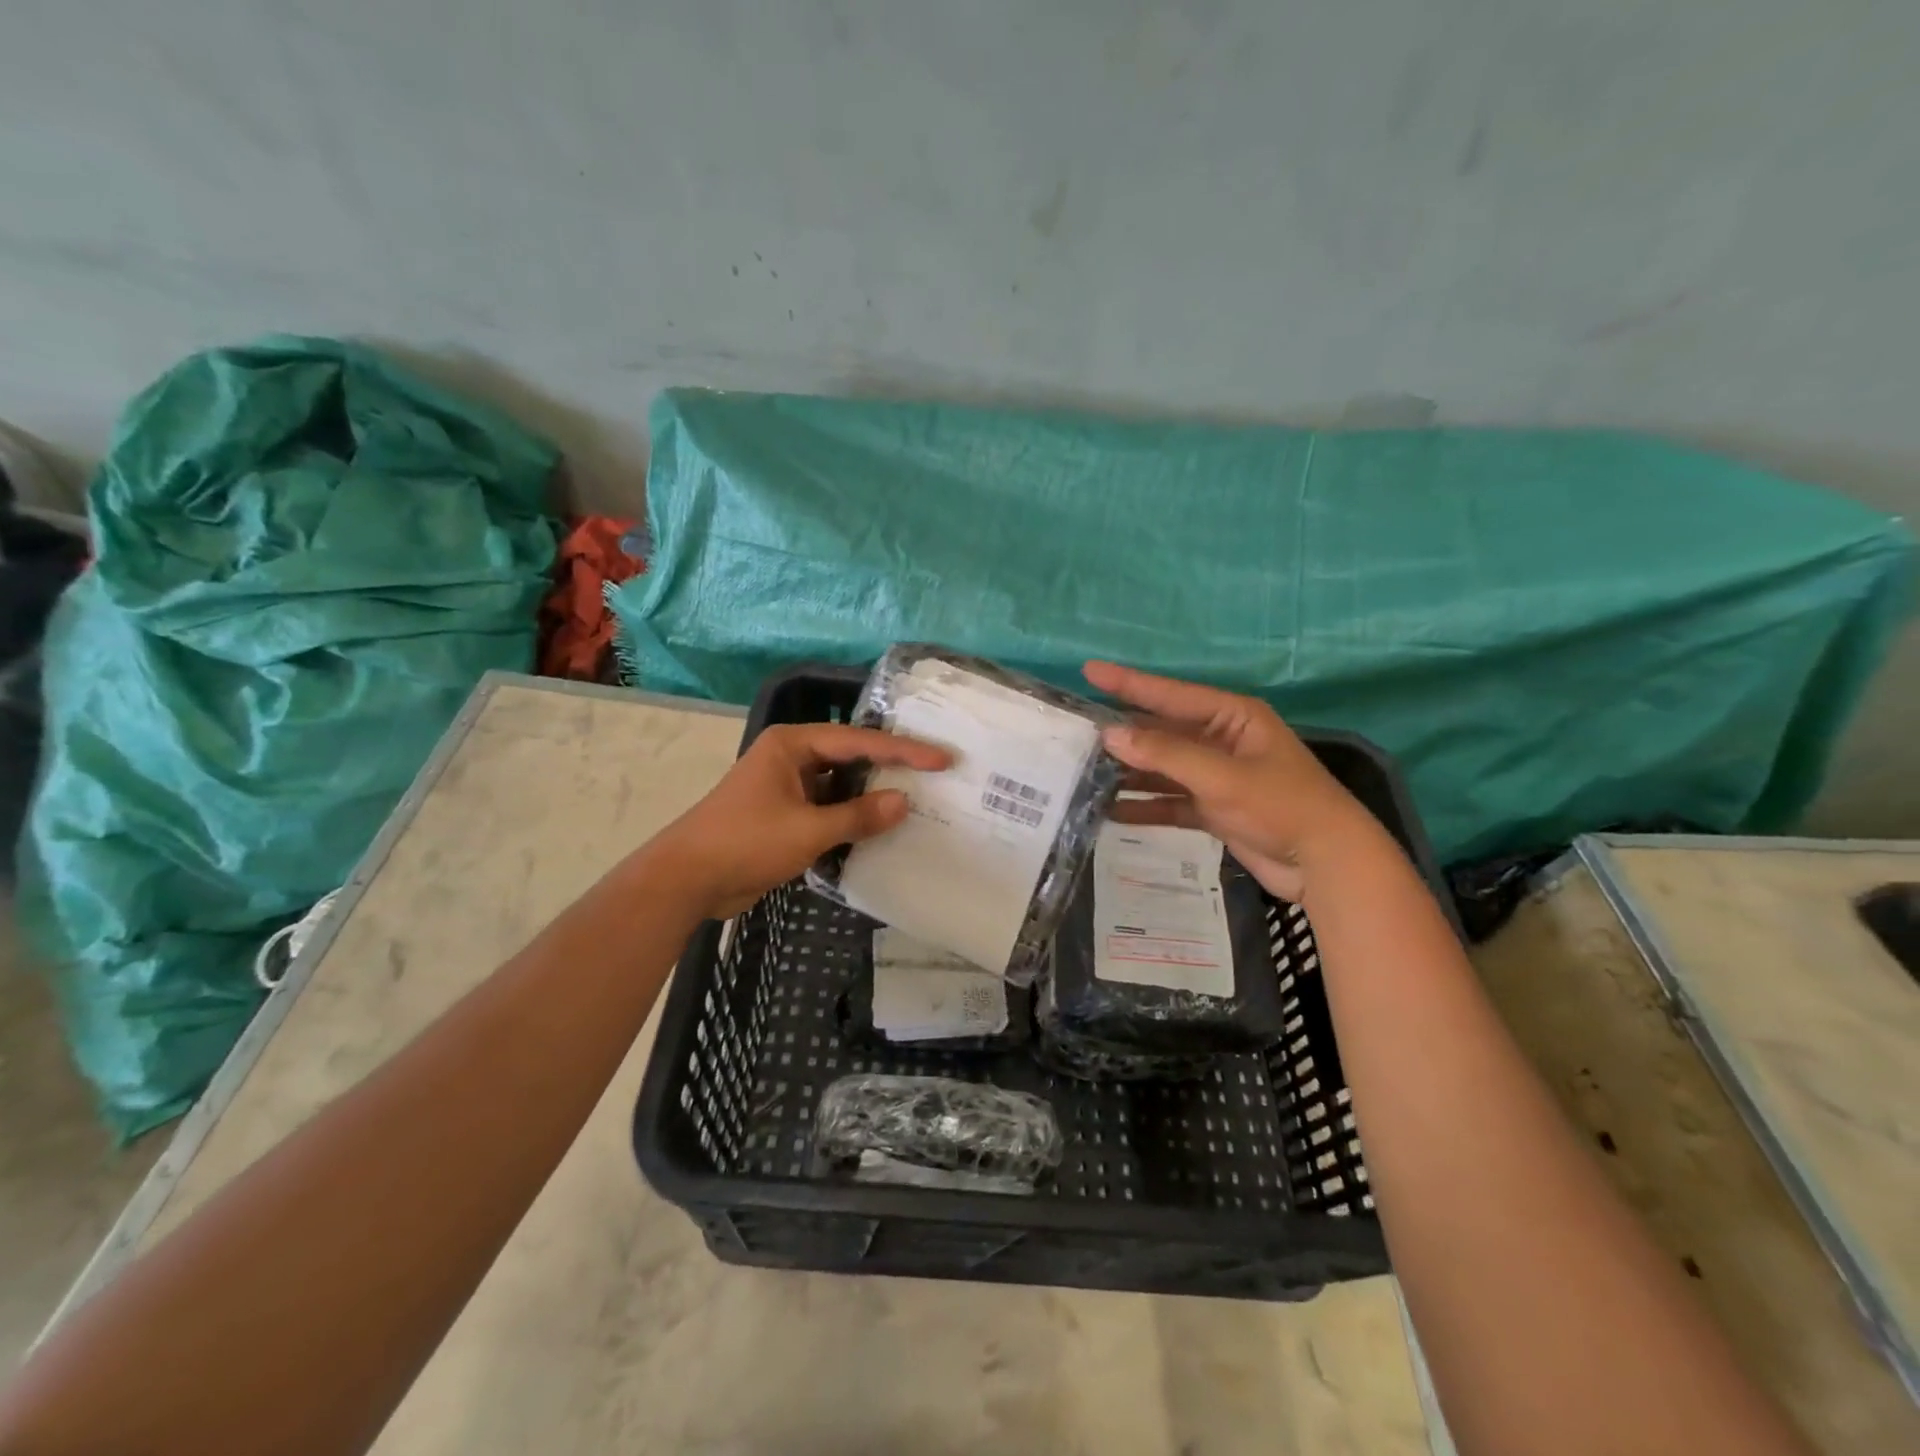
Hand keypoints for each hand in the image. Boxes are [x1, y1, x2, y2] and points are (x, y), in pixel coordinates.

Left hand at [656, 723, 950, 919]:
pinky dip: (852, 816)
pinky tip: (881, 826)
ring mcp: (787, 785)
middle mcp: (791, 756)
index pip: (858, 741)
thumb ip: (858, 816)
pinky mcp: (785, 813)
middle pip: (851, 756)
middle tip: (936, 772)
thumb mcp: (808, 830)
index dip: (904, 751)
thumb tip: (904, 802)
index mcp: (792, 744)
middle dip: (890, 766)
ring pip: (841, 783)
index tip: (942, 758)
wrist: (687, 880)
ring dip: (871, 793)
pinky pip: (829, 807)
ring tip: (918, 798)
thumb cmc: (745, 843)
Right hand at [1083, 660, 1376, 901]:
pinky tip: (1111, 812)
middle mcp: (1220, 740)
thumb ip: (1165, 755)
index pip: (1170, 694)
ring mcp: (1216, 776)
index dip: (1128, 683)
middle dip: (1122, 735)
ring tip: (1082, 773)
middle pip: (1161, 732)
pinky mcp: (1213, 809)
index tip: (1089, 671)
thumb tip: (1109, 735)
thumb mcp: (1221, 777)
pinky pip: (1169, 801)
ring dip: (1128, 773)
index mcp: (1231, 717)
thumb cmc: (1280, 806)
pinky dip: (1144, 806)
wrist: (1326, 863)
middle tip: (1075, 733)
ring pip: (1161, 769)